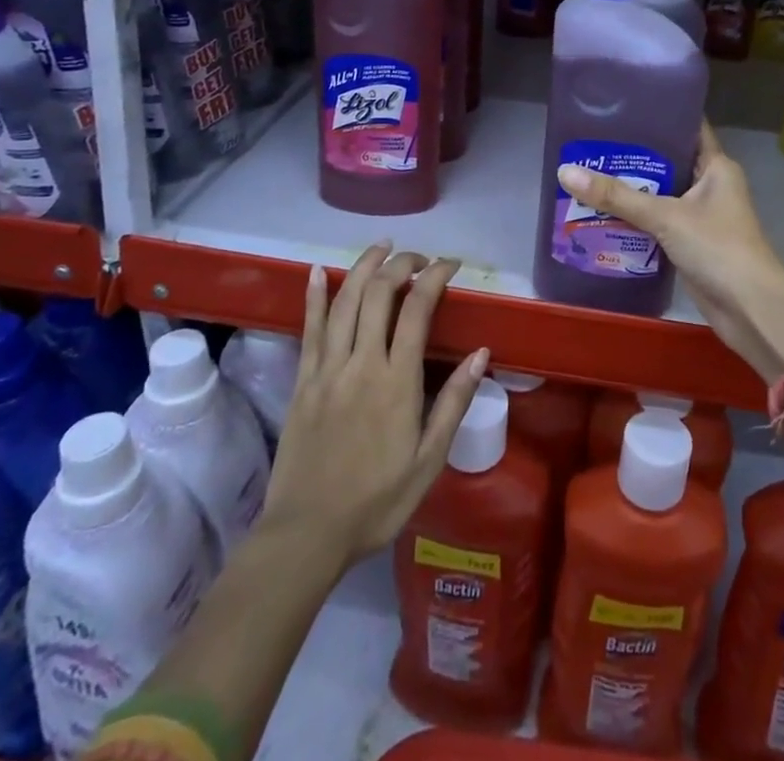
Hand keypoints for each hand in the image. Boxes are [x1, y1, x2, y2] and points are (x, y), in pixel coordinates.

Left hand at [259, 242, 487, 567]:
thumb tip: (481, 353)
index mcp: (396, 380)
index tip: (451, 264)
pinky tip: (316, 271)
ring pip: (344, 300)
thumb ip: (453, 402)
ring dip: (364, 266)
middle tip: (420, 258)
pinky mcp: (302, 380)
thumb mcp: (428, 460)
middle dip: (402, 264)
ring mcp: (327, 368)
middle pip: (380, 292)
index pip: (418, 308)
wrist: (306, 535)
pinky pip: (309, 328)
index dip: (435, 276)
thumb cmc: (376, 501)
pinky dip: (314, 295)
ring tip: (383, 247)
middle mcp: (361, 362)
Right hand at [557, 124, 783, 383]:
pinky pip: (659, 222)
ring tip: (589, 173)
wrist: (750, 309)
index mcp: (716, 167)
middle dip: (633, 156)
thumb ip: (616, 196)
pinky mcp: (691, 243)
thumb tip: (565, 171)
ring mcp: (702, 216)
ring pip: (661, 194)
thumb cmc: (716, 247)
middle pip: (668, 162)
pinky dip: (636, 219)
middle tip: (592, 143)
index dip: (660, 114)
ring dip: (631, 190)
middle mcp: (711, 186)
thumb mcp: (664, 216)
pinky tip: (603, 214)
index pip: (688, 128)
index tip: (623, 105)